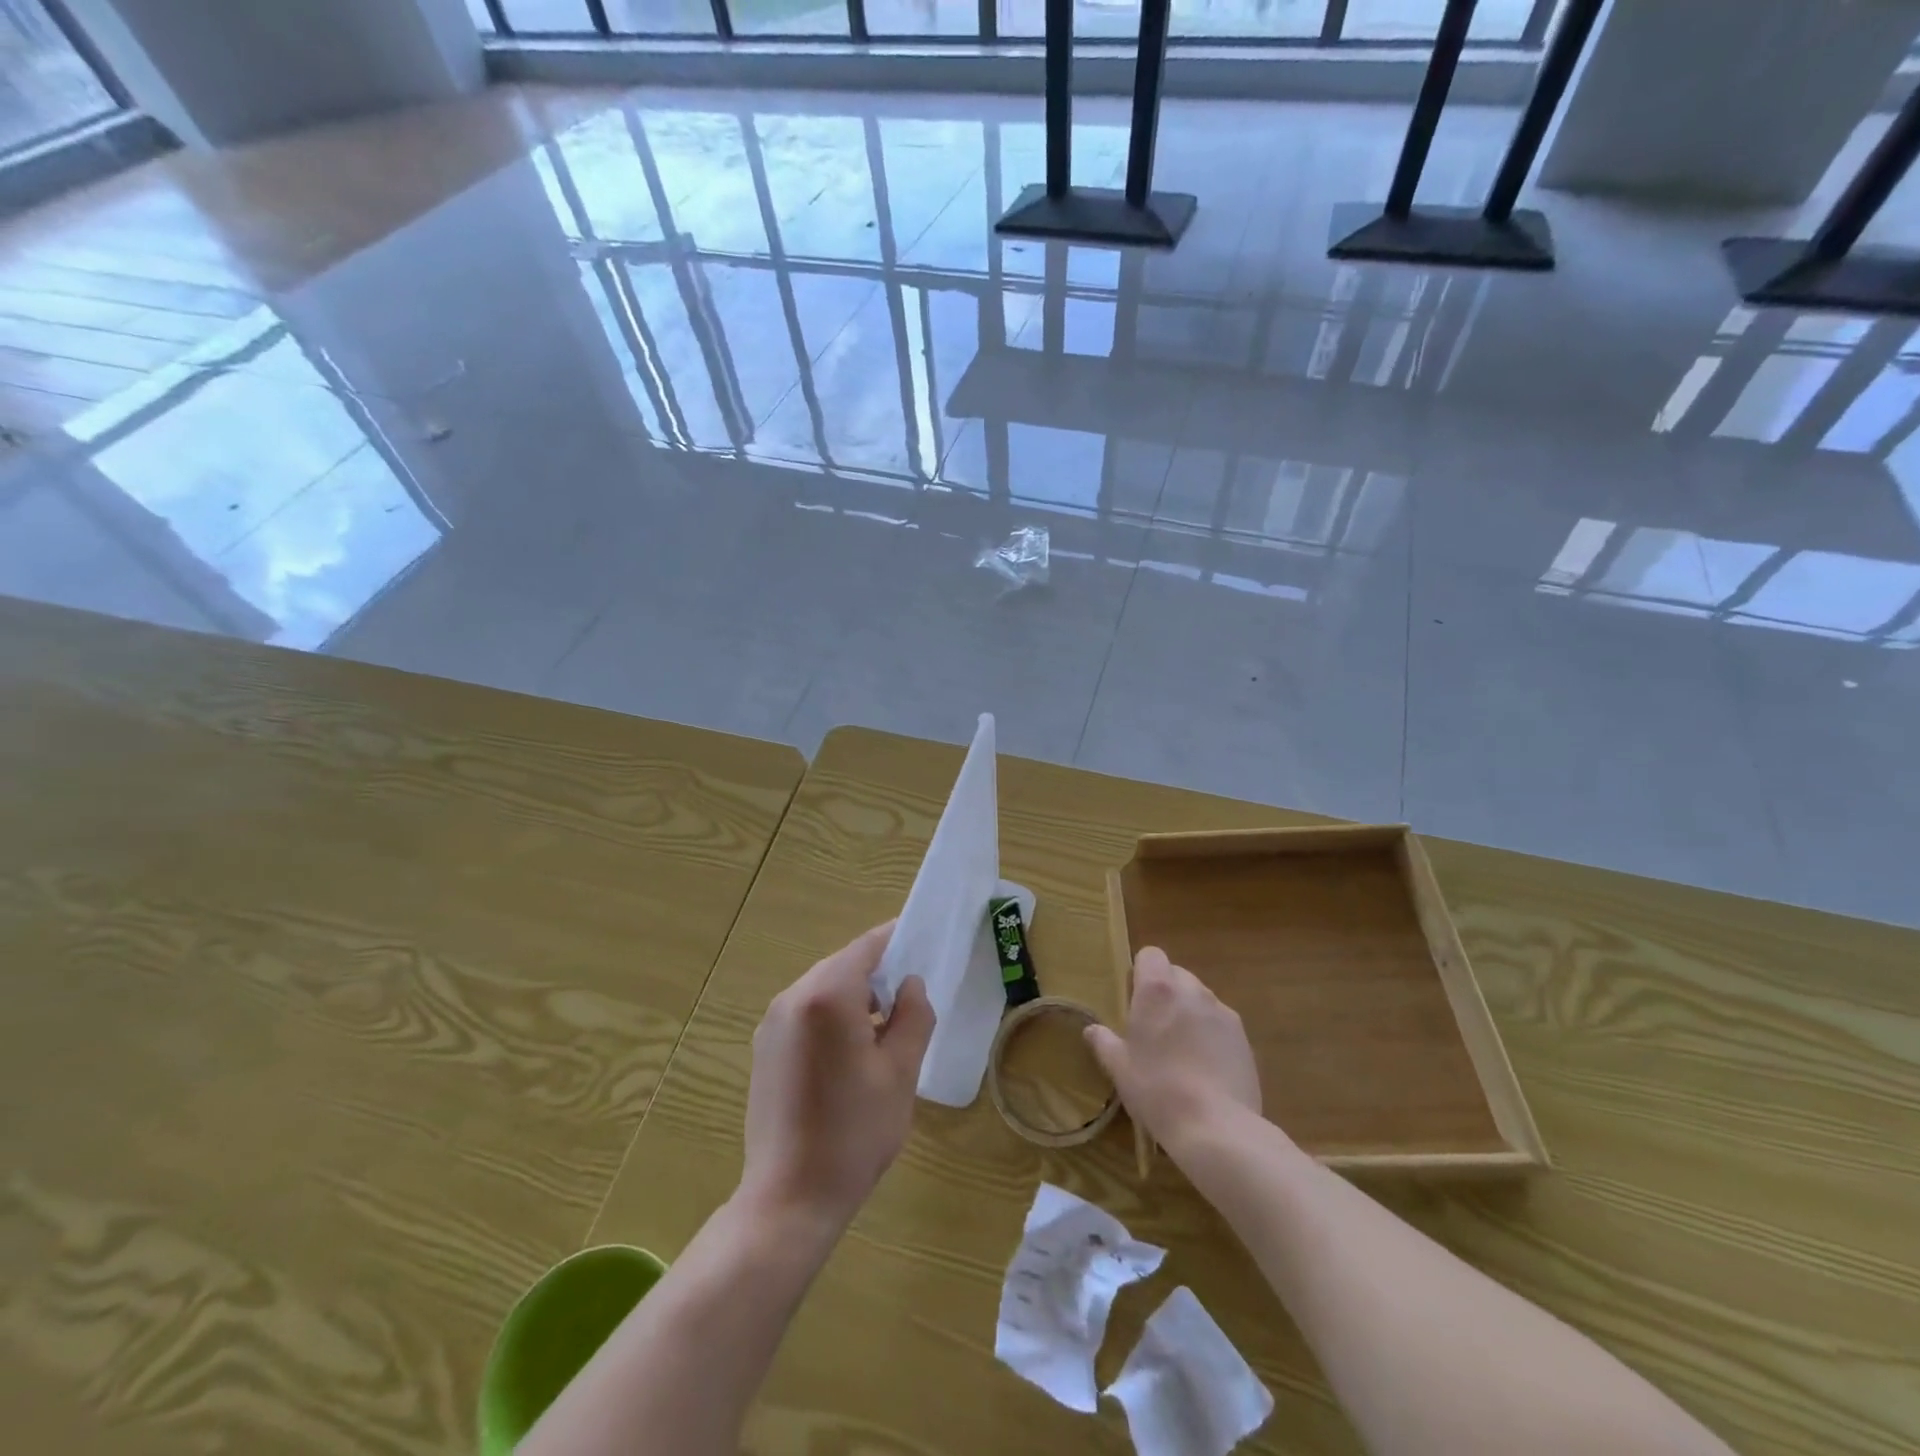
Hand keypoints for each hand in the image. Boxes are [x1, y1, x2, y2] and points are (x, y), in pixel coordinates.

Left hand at [739, 922, 935, 1235]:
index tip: (925, 941)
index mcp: (827, 995)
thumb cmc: (854, 1134)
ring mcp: (772, 1022)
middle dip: (879, 972)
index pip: (868, 946)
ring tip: (887, 1027)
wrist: (789, 1199)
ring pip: (824, 988)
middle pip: (844, 965)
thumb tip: (911, 984)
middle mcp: (793, 997)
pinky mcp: (764, 1047)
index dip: (898, 939)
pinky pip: (806, 1011)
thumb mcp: (900, 1073)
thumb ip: (913, 1016)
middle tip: (913, 994)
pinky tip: (852, 1051)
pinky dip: (833, 1015)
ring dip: (856, 996)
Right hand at [1085, 946, 1261, 1153]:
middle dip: (1166, 992)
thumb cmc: (1157, 1090)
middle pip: (1176, 974)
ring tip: (1182, 1050)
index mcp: (1158, 990)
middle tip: (1155, 1028)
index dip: (1142, 972)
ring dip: (1189, 1012)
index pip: (1151, 955)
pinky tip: (1206, 1067)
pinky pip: (1220, 1023)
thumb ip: (1104, 1042)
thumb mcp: (1119, 1068)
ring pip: (1200, 998)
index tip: (1135, 999)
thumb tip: (1092, 1029)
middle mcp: (1192, 990)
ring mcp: (1222, 1012)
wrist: (1216, 1128)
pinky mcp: (1244, 1037)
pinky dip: (1211, 1034)